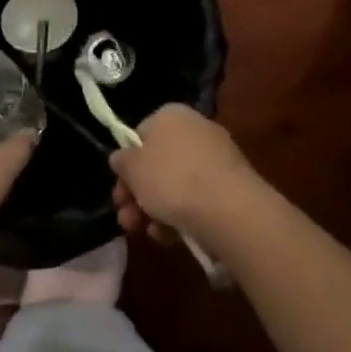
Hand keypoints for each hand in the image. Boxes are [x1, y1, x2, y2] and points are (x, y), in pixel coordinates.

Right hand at [109, 104, 256, 240]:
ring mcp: (216, 158)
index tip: (120, 189)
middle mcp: (195, 129)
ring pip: (175, 185)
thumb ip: (122, 160)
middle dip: (137, 195)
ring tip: (148, 233)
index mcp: (171, 115)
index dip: (127, 164)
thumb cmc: (172, 180)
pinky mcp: (230, 185)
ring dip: (155, 210)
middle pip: (157, 163)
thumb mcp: (132, 168)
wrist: (229, 209)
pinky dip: (180, 216)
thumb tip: (123, 158)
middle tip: (126, 219)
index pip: (140, 135)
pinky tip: (171, 236)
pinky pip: (197, 198)